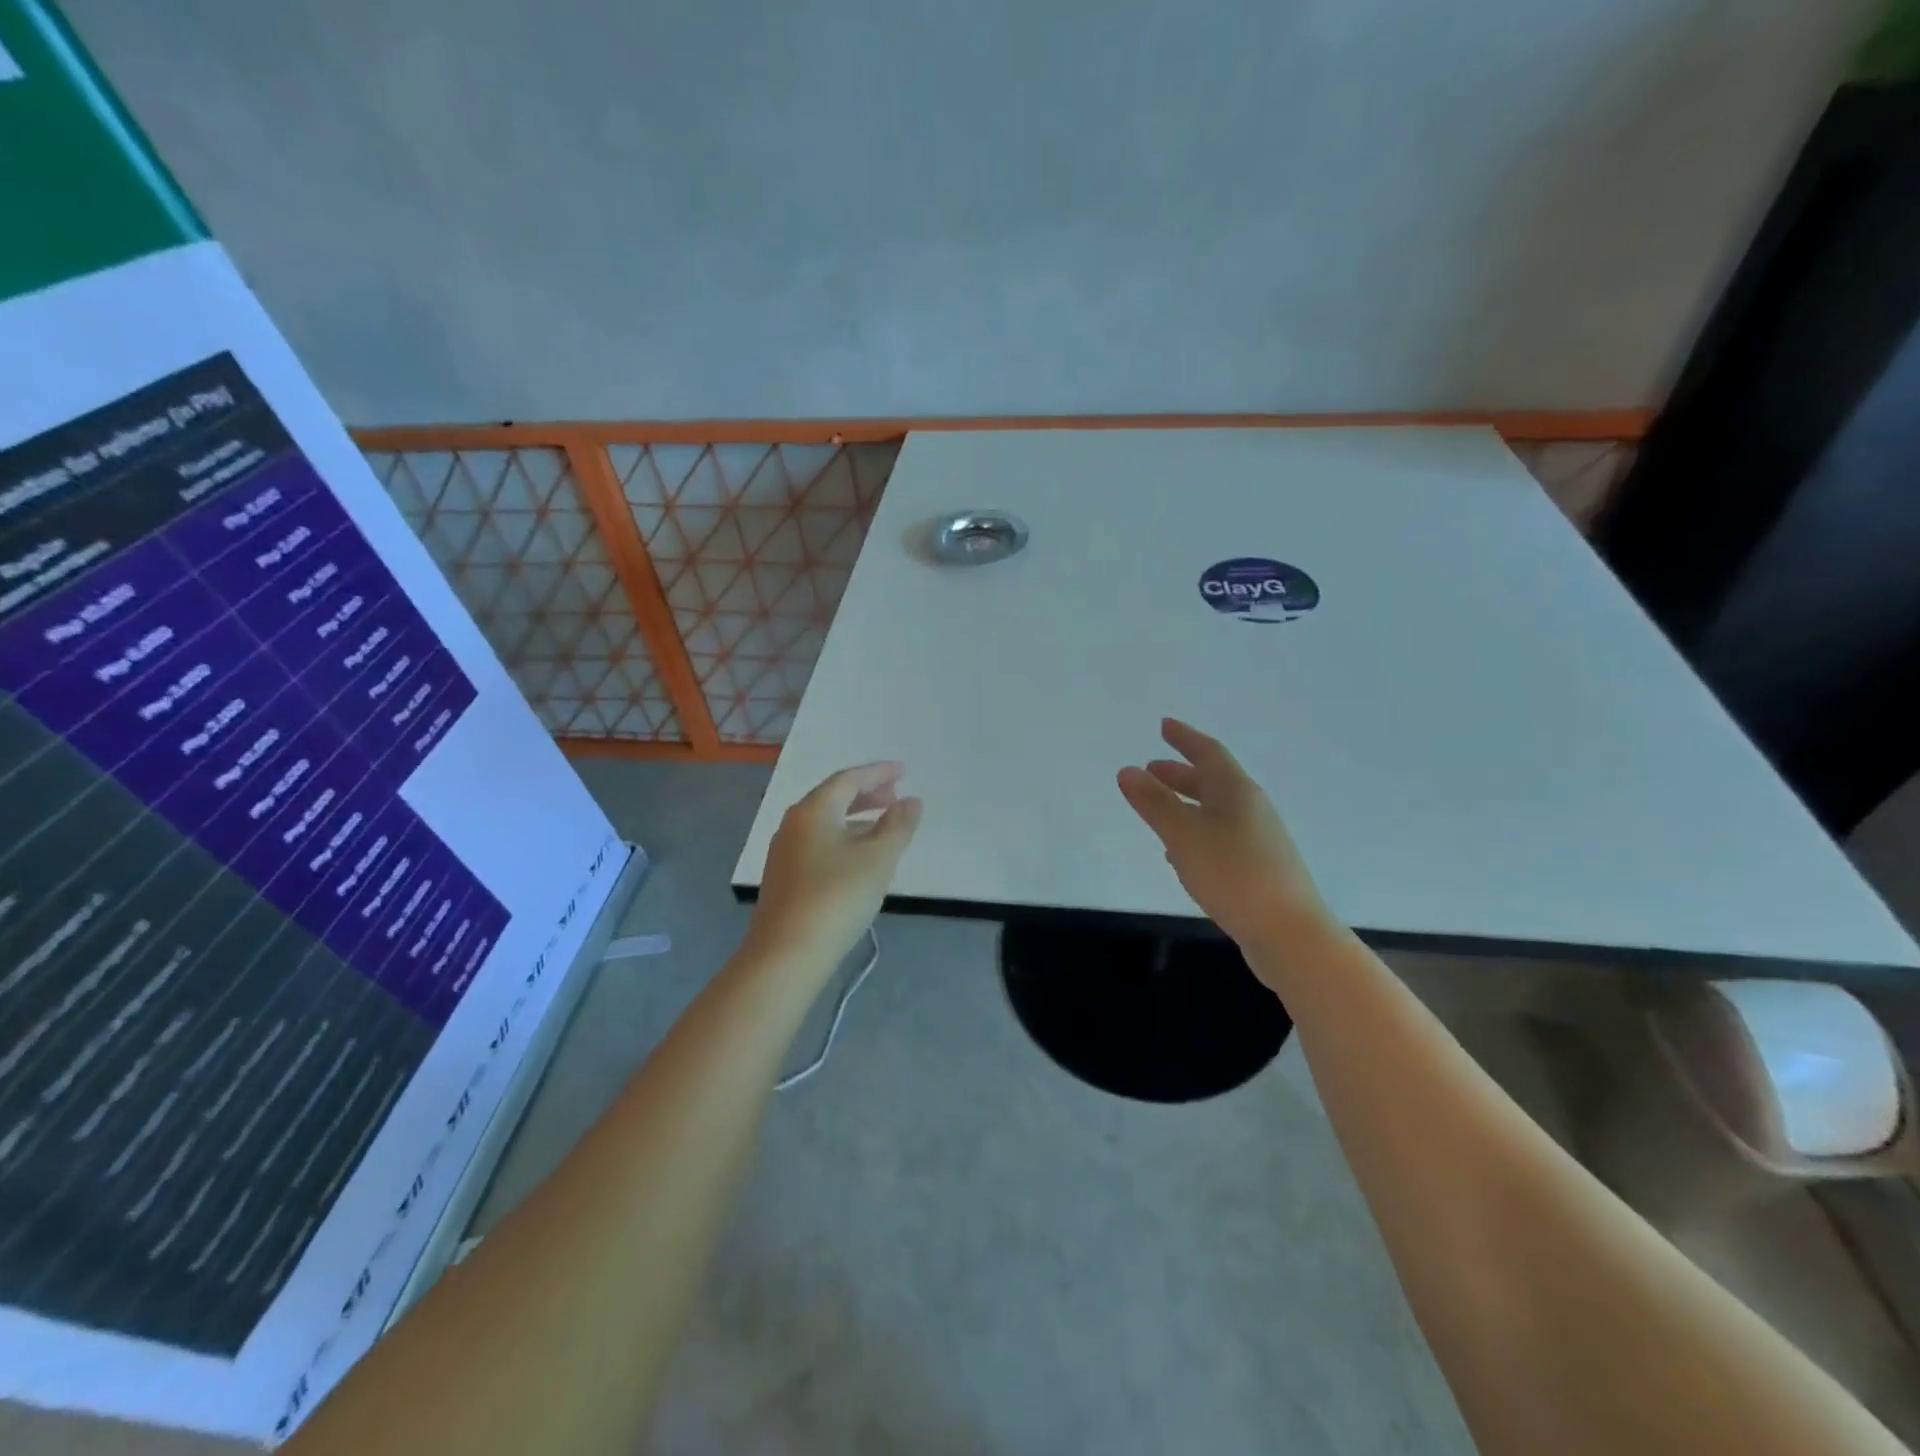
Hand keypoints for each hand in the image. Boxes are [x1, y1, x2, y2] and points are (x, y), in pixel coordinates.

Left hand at [748, 763, 922, 973]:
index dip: (878, 773)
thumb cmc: (837, 897)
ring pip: (825, 823)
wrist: (786, 954)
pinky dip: (843, 839)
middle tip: (895, 797)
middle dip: (866, 794)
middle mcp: (793, 824)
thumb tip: (911, 801)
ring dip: (855, 818)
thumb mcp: (878, 859)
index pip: (848, 779)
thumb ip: (898, 826)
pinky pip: (818, 844)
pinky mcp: (784, 879)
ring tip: (883, 826)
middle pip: (833, 798)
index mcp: (813, 810)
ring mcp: (784, 853)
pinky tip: (858, 859)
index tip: (903, 771)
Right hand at [1117, 719, 1333, 955]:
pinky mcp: (1257, 869)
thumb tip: (1127, 770)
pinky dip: (1194, 834)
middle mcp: (1251, 810)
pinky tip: (1178, 854)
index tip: (1165, 725)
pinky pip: (1219, 839)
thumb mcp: (1184, 835)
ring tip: (1158, 806)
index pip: (1208, 753)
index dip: (1185, 738)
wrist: (1289, 934)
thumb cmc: (1234, 874)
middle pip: (1213, 781)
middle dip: (1180, 773)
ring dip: (1186, 803)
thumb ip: (1154, 802)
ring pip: (1215, 811)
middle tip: (1152, 768)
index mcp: (1237, 792)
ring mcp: (1257, 841)